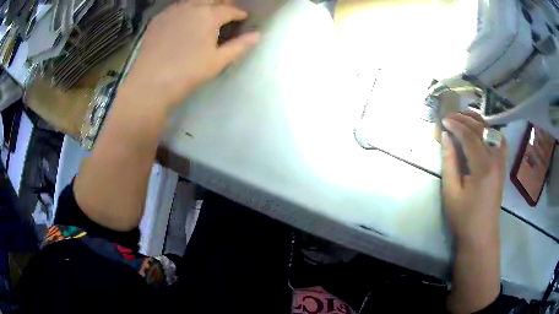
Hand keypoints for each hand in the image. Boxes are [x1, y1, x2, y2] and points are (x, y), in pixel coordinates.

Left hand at [123, 0, 259, 112]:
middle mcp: (192, 7)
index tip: (243, 18)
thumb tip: (259, 35)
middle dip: (222, 3)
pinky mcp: (158, 19)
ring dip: (203, 4)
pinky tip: (184, 18)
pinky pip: (176, 7)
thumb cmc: (188, 73)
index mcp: (209, 15)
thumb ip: (240, 45)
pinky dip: (185, 9)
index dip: (239, 14)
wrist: (150, 83)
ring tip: (206, 12)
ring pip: (193, 0)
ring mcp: (172, 11)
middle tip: (226, 11)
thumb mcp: (218, 61)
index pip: (230, 10)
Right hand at [441, 111, 507, 244]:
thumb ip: (449, 161)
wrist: (481, 235)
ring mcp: (502, 162)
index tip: (443, 120)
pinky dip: (490, 131)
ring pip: (492, 132)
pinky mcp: (502, 166)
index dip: (456, 125)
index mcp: (483, 167)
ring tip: (465, 118)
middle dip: (465, 119)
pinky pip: (499, 141)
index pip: (470, 136)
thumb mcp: (451, 192)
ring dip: (478, 122)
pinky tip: (483, 131)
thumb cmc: (464, 218)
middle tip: (450, 116)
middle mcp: (496, 159)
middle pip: (482, 130)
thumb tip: (446, 137)